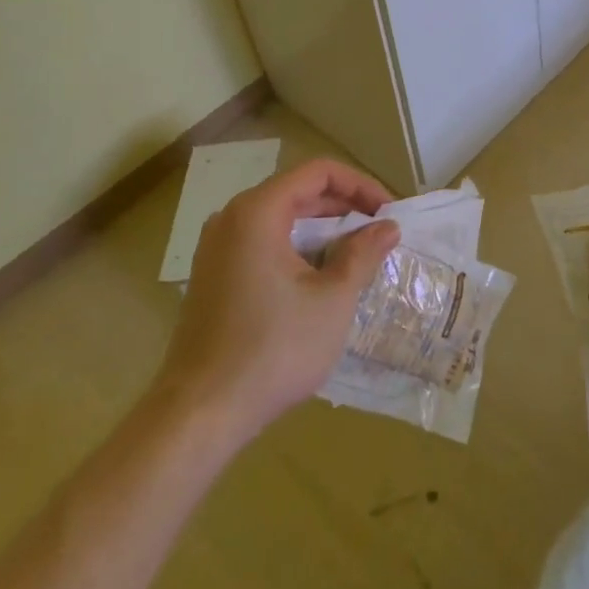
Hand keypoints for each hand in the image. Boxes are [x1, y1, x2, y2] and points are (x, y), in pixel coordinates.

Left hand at [155, 158, 398, 439]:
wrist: (199, 415)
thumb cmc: (273, 349)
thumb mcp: (332, 300)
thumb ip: (362, 254)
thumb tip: (388, 226)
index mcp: (258, 211)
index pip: (318, 172)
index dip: (359, 184)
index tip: (388, 210)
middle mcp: (232, 218)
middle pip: (297, 191)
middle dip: (343, 206)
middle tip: (378, 230)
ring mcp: (216, 248)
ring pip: (280, 219)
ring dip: (321, 230)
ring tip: (356, 253)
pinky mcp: (212, 276)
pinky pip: (261, 243)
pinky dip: (295, 248)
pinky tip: (318, 277)